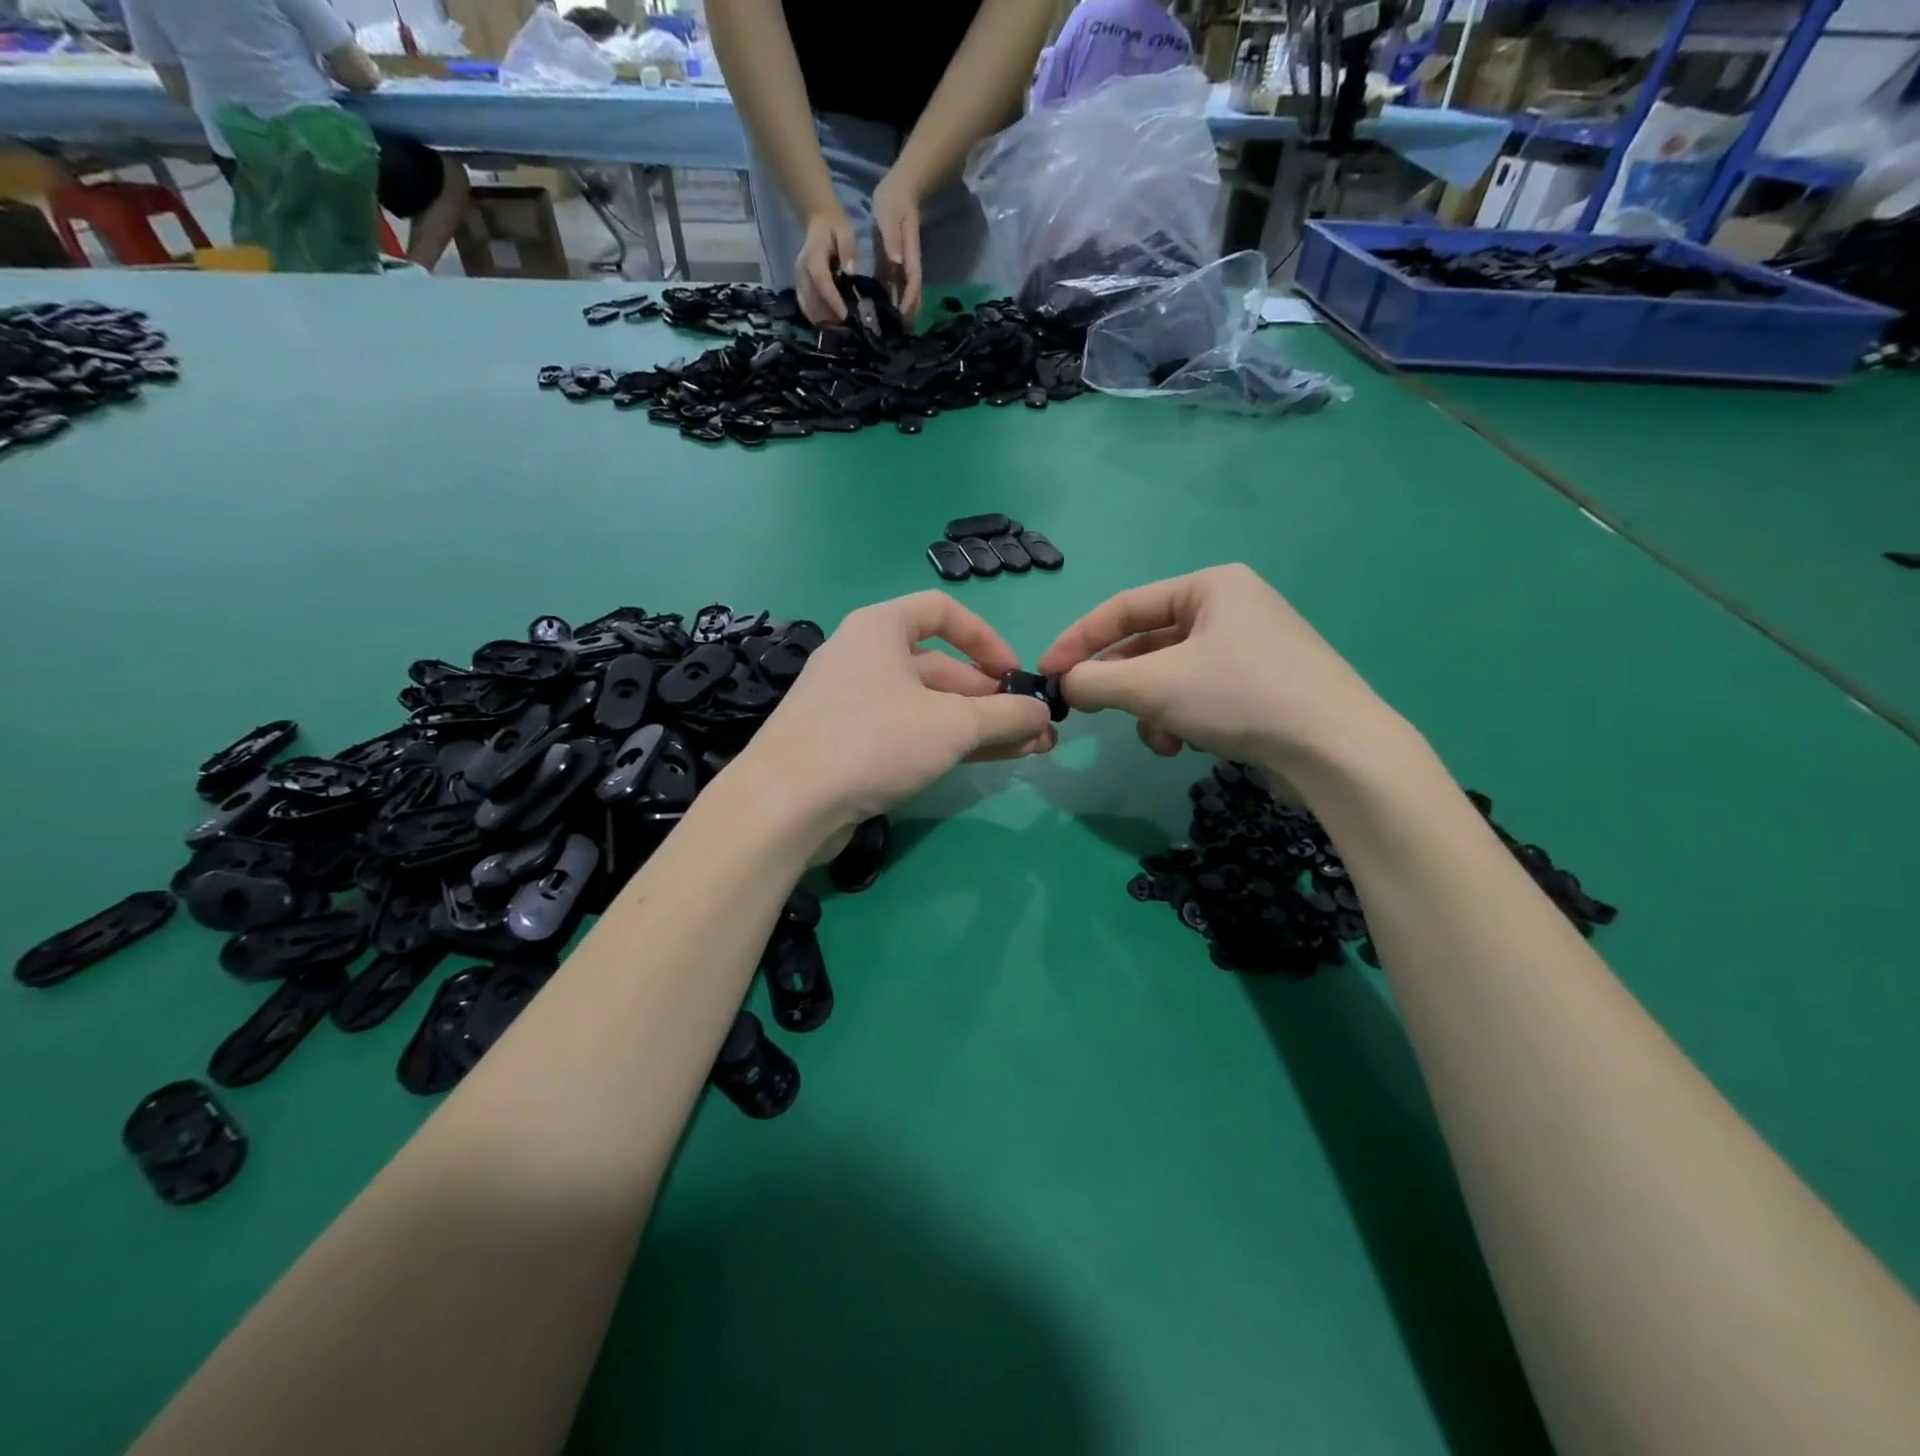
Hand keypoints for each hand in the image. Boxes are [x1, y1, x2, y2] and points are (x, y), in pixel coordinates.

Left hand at [734, 592, 1055, 842]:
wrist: (785, 805)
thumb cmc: (872, 741)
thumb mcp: (952, 725)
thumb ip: (1004, 716)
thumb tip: (1043, 715)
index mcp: (879, 628)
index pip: (942, 612)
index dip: (986, 639)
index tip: (1015, 675)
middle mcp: (863, 657)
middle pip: (940, 667)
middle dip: (991, 698)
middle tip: (1033, 729)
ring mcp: (852, 703)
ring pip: (927, 705)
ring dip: (977, 726)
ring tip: (1025, 751)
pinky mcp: (846, 744)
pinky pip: (907, 732)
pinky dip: (946, 742)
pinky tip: (983, 761)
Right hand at [795, 208, 855, 324]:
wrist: (818, 221)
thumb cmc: (835, 228)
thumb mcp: (845, 232)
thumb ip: (848, 249)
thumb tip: (850, 271)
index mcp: (813, 255)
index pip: (821, 280)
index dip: (832, 299)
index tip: (844, 315)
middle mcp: (802, 269)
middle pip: (812, 297)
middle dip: (828, 315)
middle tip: (846, 326)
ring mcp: (798, 278)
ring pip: (807, 304)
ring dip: (822, 318)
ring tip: (840, 327)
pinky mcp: (799, 285)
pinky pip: (804, 305)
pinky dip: (815, 316)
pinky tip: (828, 322)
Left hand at [871, 171, 922, 321]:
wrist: (898, 190)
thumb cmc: (893, 200)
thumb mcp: (890, 214)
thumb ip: (892, 237)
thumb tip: (897, 261)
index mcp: (909, 255)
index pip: (913, 282)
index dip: (910, 300)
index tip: (902, 316)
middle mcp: (907, 264)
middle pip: (911, 294)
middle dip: (908, 314)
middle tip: (897, 334)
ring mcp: (900, 266)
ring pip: (902, 293)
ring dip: (898, 310)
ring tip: (887, 329)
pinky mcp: (891, 264)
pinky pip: (891, 286)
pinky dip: (887, 300)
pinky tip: (877, 311)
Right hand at [1037, 564, 1403, 771]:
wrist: (1337, 750)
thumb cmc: (1240, 696)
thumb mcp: (1155, 686)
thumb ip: (1097, 681)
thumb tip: (1065, 684)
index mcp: (1210, 586)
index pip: (1124, 606)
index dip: (1079, 640)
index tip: (1047, 672)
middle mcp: (1232, 607)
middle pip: (1148, 643)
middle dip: (1123, 685)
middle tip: (1092, 710)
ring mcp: (1251, 647)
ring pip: (1171, 674)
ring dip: (1152, 709)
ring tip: (1159, 738)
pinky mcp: (1262, 685)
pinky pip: (1199, 693)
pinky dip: (1182, 718)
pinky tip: (1187, 744)